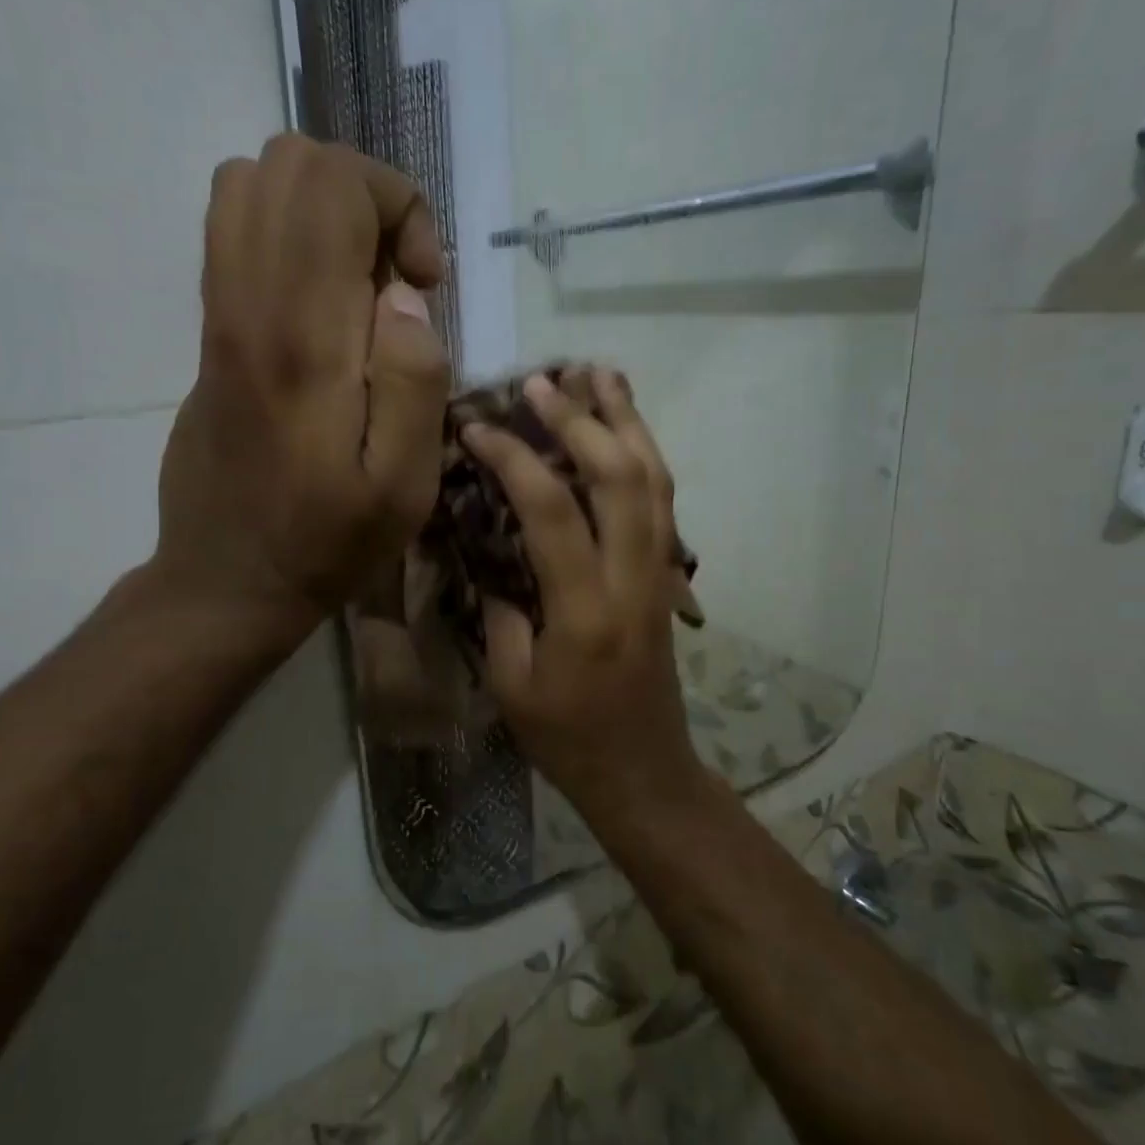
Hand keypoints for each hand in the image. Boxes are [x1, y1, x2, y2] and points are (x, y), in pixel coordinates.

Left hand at [154, 134, 449, 645]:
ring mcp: (217, 313)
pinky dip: (289, 236)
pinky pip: (234, 232)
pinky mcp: (208, 332)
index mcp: (302, 338)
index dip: (398, 208)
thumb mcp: (402, 487)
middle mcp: (247, 304)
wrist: (228, 580)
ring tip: (359, 285)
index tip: (424, 285)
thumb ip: (414, 381)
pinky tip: (322, 306)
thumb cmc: (326, 543)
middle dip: (364, 197)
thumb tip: (404, 296)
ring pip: (250, 184)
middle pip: (289, 163)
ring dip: (323, 212)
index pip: (333, 186)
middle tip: (395, 279)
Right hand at [463, 370, 708, 821]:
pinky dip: (645, 454)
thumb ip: (499, 608)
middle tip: (541, 382)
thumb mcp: (510, 682)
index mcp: (585, 610)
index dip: (514, 459)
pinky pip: (663, 501)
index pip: (552, 510)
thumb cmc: (567, 737)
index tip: (477, 429)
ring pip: (655, 479)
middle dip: (581, 419)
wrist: (643, 770)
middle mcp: (633, 579)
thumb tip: (486, 546)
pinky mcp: (667, 577)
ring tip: (600, 374)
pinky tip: (626, 429)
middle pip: (620, 476)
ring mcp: (660, 574)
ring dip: (628, 421)